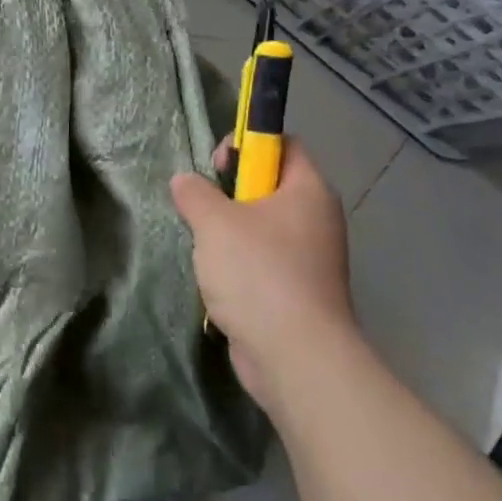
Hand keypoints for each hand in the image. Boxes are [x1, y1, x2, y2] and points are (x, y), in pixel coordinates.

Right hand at [170, 137, 353, 415]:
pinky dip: (240, 266)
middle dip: (230, 193)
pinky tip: (219, 281)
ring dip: (229, 233)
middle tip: (203, 209)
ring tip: (206, 248)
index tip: (216, 165)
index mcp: (308, 190)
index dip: (248, 144)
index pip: (284, 144)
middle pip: (270, 186)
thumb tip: (184, 181)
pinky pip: (264, 262)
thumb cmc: (258, 273)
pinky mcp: (299, 292)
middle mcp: (317, 219)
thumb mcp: (214, 222)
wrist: (294, 356)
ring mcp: (311, 259)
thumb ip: (195, 193)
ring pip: (263, 228)